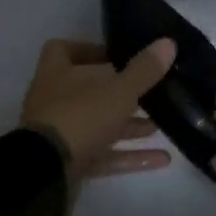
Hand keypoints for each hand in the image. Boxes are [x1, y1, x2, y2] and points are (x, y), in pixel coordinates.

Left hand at [20, 39, 176, 177]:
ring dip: (130, 126)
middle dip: (122, 93)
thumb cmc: (80, 117)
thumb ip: (144, 70)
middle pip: (89, 91)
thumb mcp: (118, 91)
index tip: (117, 54)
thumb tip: (168, 42)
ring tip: (161, 124)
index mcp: (57, 75)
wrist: (47, 173)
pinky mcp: (71, 163)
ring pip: (100, 125)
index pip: (63, 50)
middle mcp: (56, 102)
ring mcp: (63, 135)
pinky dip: (131, 156)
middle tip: (151, 92)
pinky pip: (105, 155)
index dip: (89, 49)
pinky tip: (163, 158)